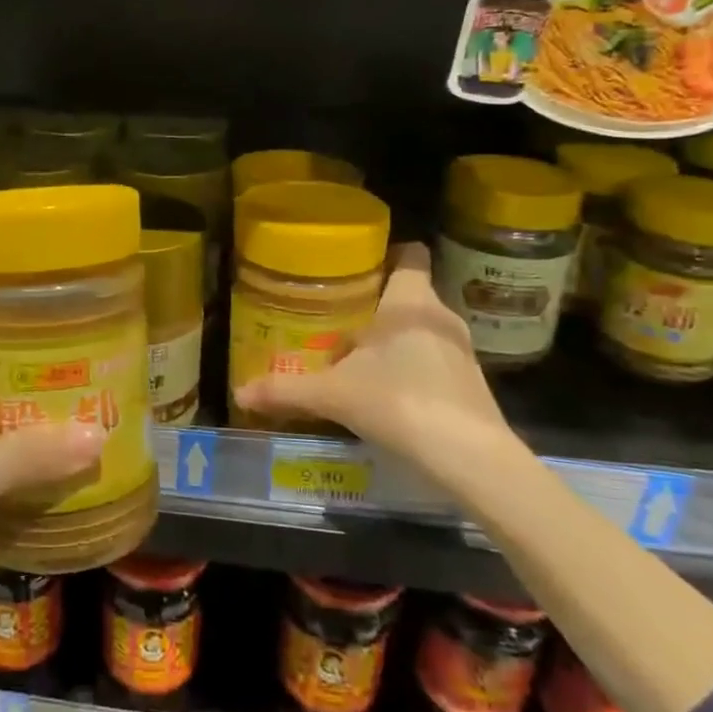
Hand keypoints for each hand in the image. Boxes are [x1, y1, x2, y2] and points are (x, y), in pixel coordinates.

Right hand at [234, 245, 521, 492]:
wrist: (469, 457)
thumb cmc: (398, 402)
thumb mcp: (333, 395)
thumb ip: (286, 390)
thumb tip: (239, 392)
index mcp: (410, 303)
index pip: (410, 255)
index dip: (387, 254)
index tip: (358, 268)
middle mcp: (441, 318)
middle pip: (409, 296)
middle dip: (377, 307)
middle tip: (339, 320)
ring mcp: (462, 352)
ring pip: (422, 331)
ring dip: (394, 341)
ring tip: (358, 360)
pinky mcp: (473, 385)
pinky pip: (435, 361)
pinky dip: (413, 369)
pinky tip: (389, 394)